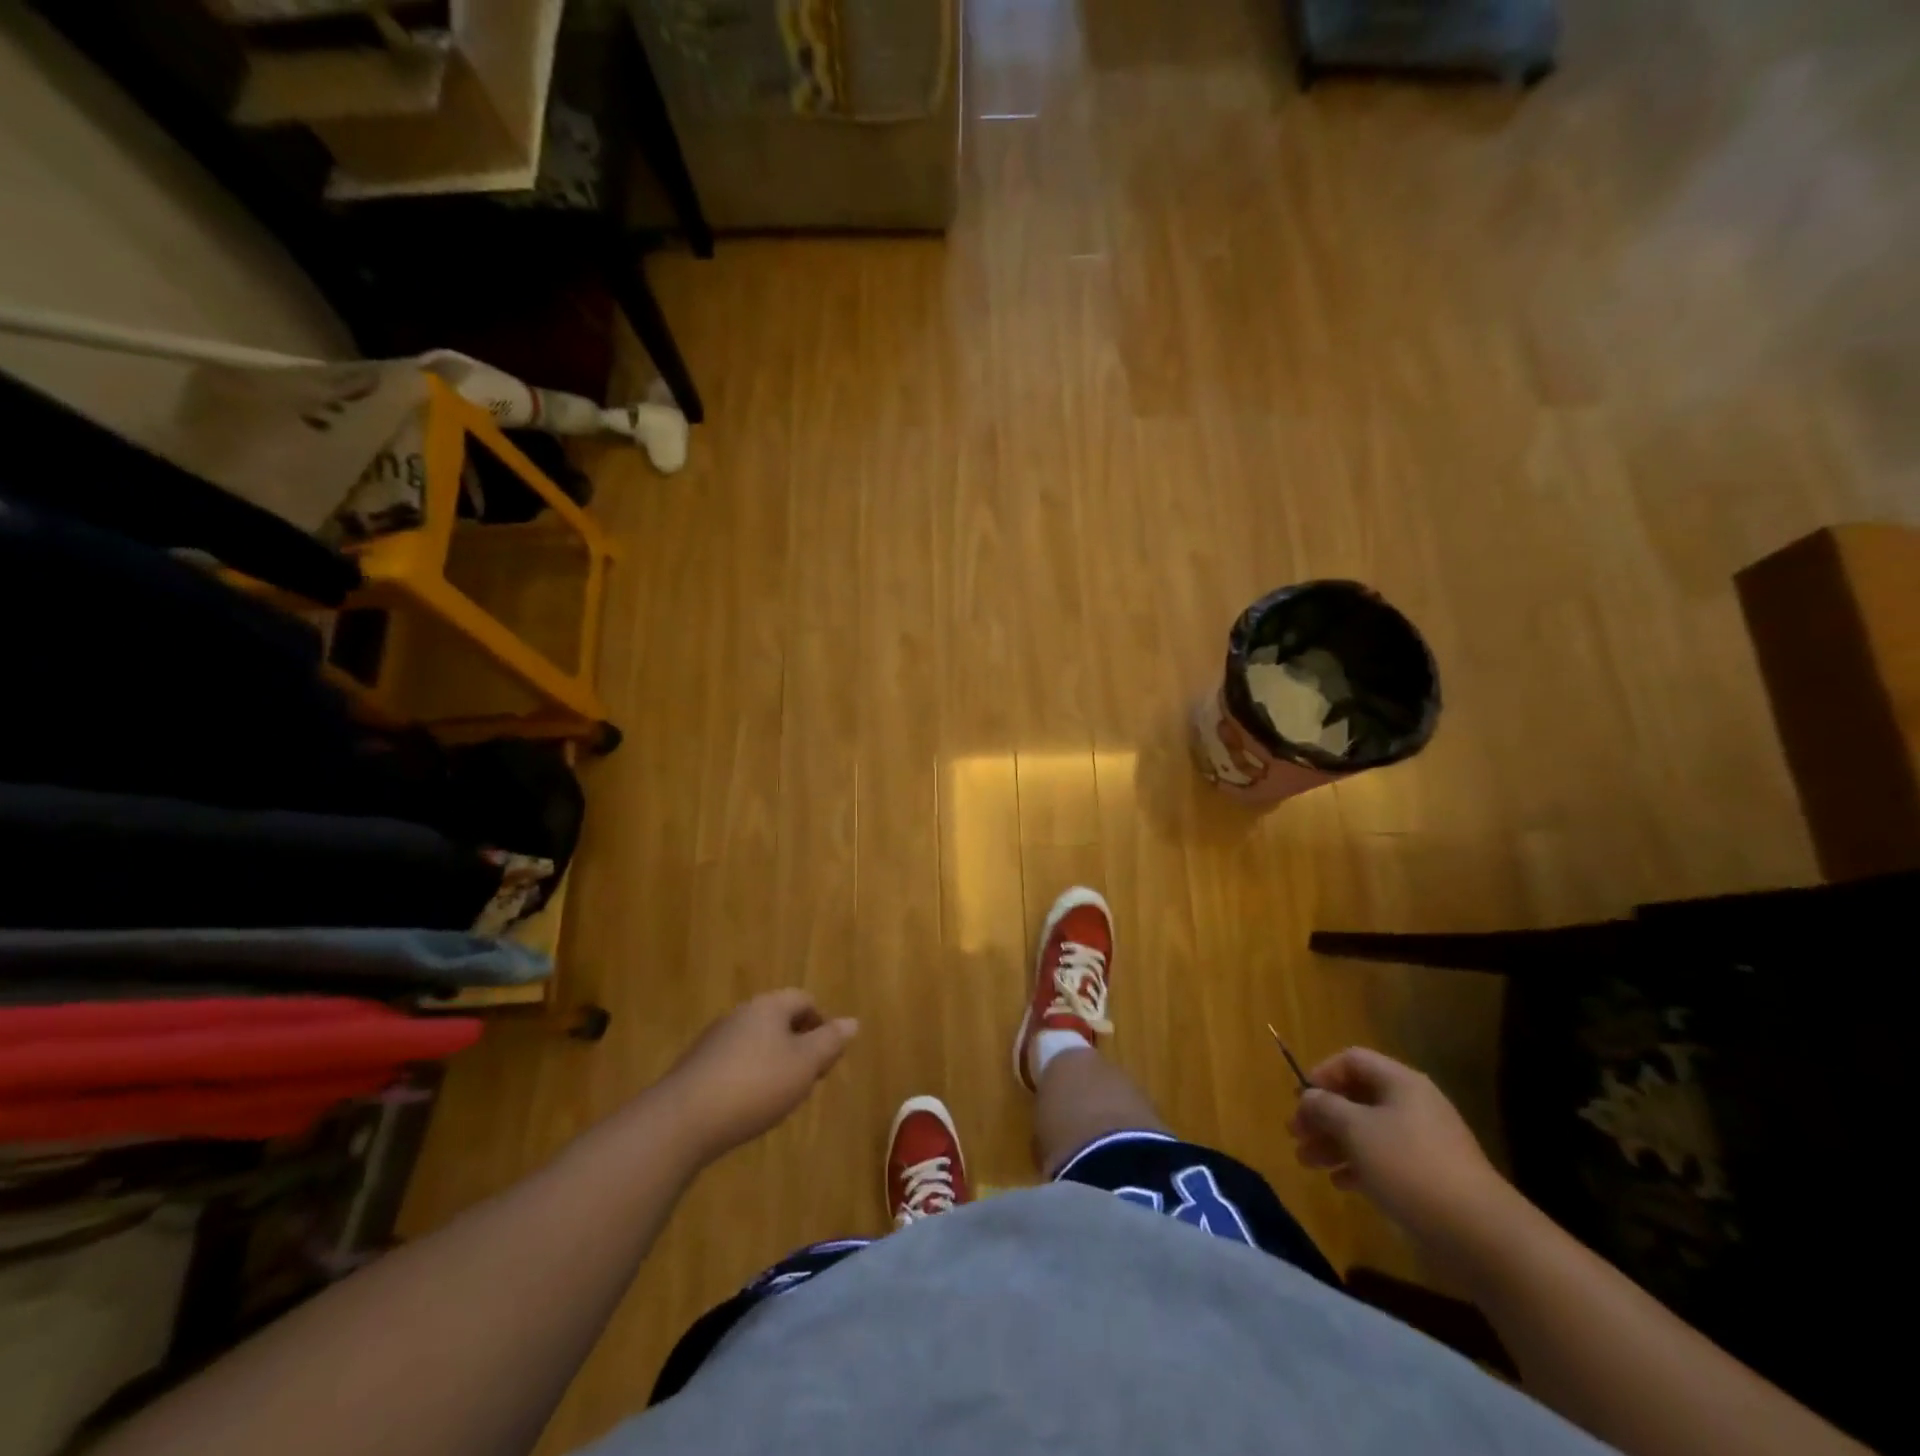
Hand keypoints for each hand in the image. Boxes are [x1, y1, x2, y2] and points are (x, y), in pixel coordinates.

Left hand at [656, 990, 857, 1163]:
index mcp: (768, 1006)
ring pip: (757, 1042)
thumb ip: (830, 1041)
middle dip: (799, 1045)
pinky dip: (749, 1078)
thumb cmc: (755, 1085)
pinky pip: (734, 1063)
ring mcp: (714, 1040)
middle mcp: (740, 1014)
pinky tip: (748, 1107)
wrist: (681, 1121)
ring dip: (774, 1063)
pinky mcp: (696, 1067)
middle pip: (779, 1020)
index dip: (822, 1023)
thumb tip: (852, 1021)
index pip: (804, 999)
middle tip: (808, 1079)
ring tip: (780, 1097)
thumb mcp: (804, 1064)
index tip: (827, 1057)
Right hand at [1288, 1047, 1516, 1258]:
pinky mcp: (1431, 1176)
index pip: (1352, 1060)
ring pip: (1368, 1130)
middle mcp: (1414, 1104)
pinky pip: (1385, 1159)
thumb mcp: (1356, 1130)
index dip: (1322, 1074)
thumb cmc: (1410, 1167)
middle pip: (1357, 1097)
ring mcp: (1425, 1142)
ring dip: (1334, 1142)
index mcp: (1400, 1083)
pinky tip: (1341, 1183)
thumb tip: (1309, 1096)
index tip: (1300, 1100)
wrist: (1481, 1234)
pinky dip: (1359, 1165)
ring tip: (1308, 1163)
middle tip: (1295, 1135)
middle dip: (1322, 1115)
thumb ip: (1325, 1107)